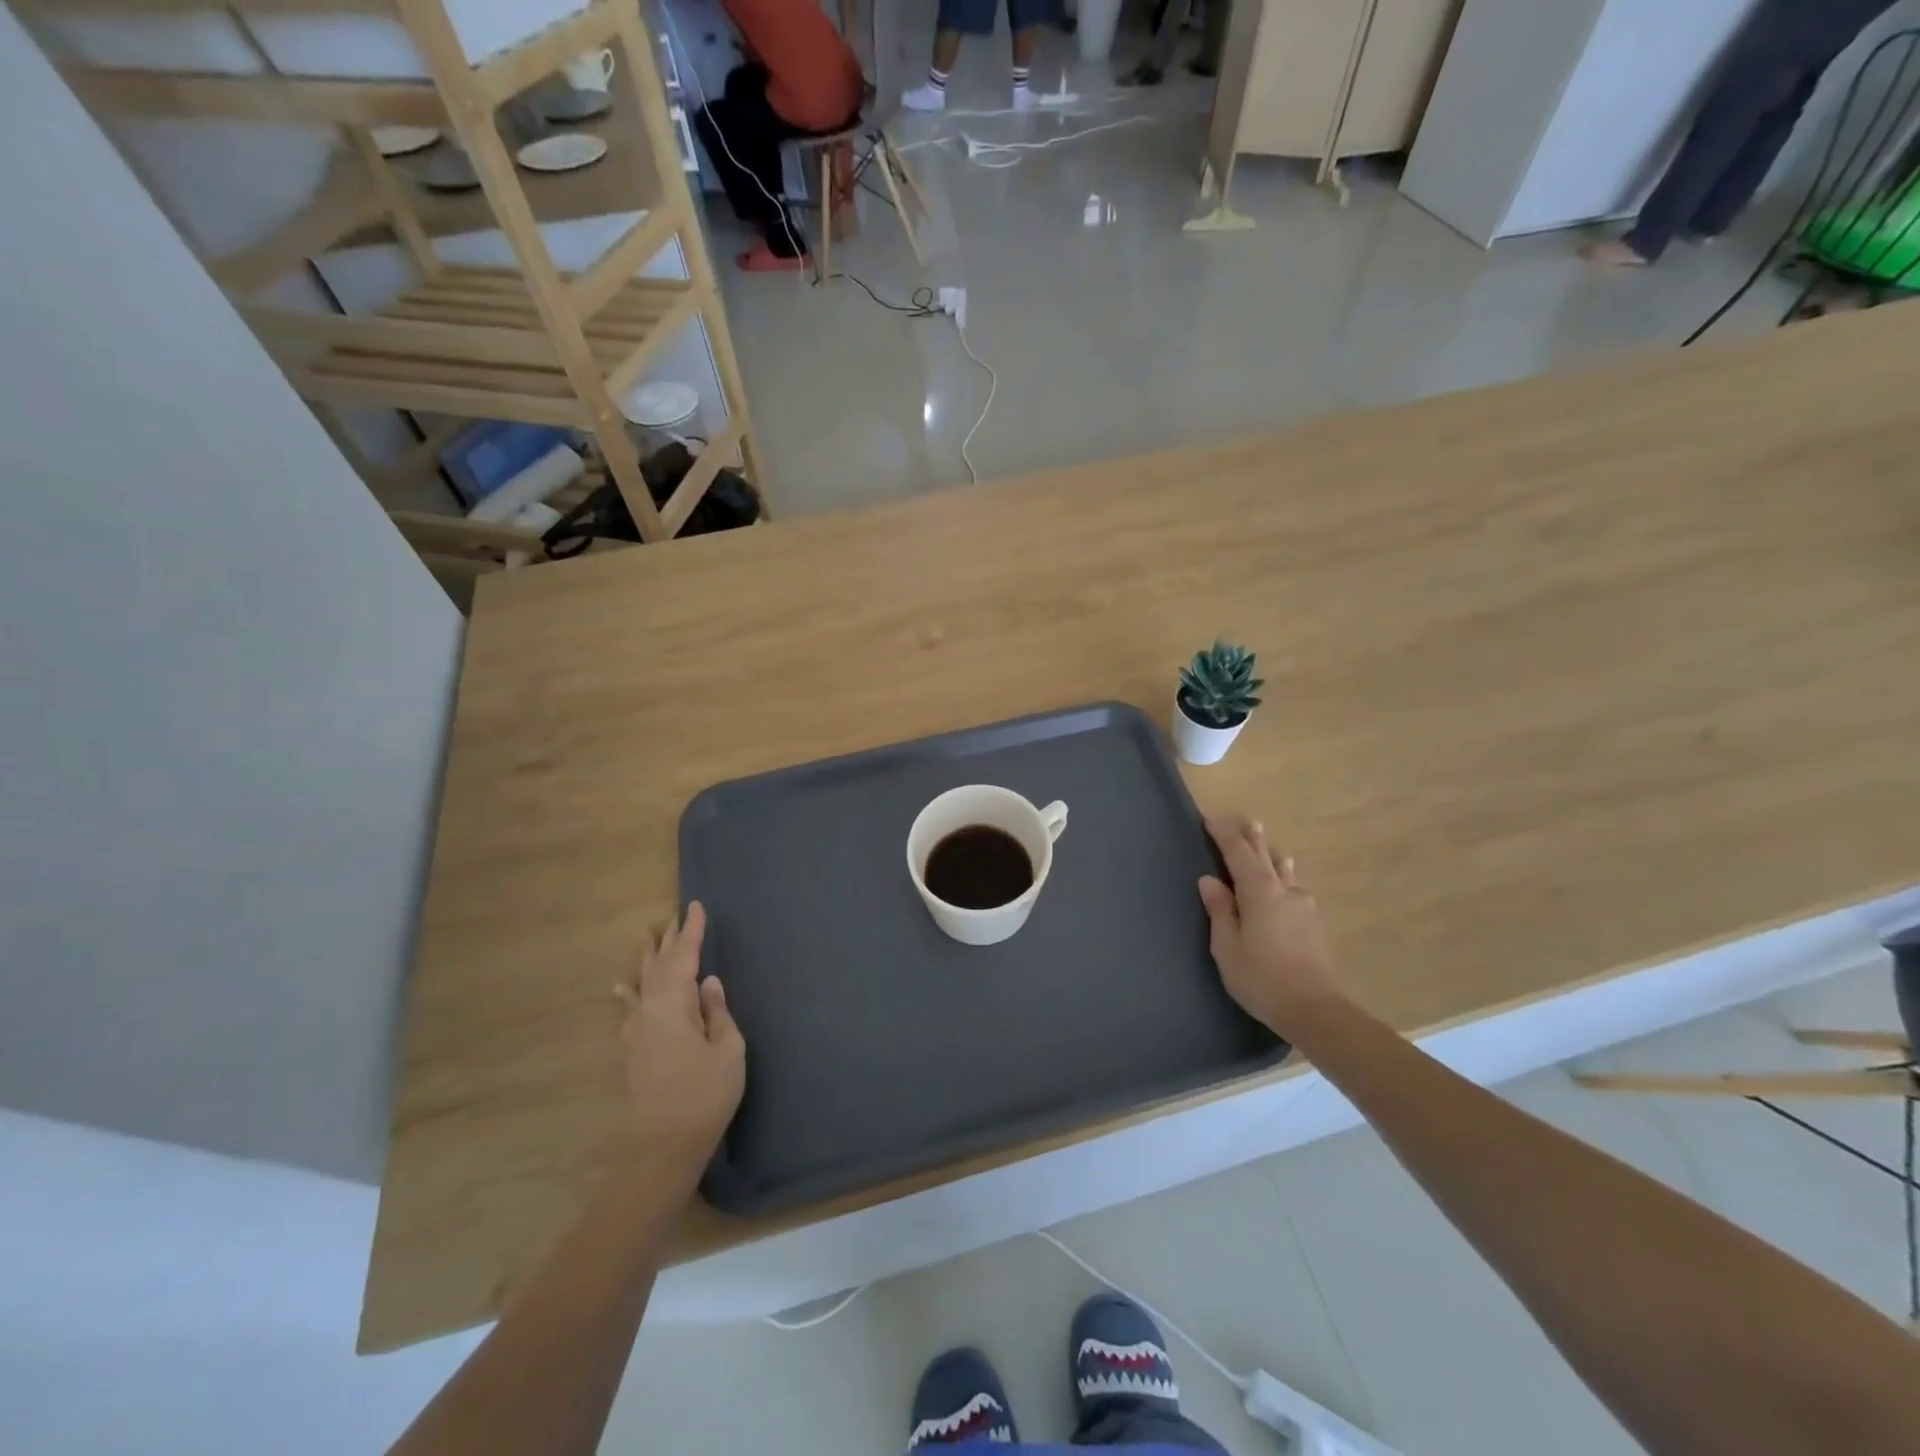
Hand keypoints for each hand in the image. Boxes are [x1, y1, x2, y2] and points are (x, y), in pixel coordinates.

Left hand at [614, 902, 744, 1177]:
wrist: (664, 1146)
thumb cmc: (705, 1094)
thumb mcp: (728, 1049)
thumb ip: (717, 1011)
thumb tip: (707, 982)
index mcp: (674, 1005)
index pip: (684, 957)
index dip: (692, 931)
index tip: (696, 906)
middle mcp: (650, 1010)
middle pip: (659, 965)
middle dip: (669, 940)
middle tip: (675, 916)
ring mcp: (637, 1031)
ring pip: (641, 983)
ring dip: (648, 959)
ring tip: (649, 937)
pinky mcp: (634, 1050)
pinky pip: (631, 1006)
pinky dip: (630, 992)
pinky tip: (622, 988)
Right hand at [1197, 816, 1344, 1033]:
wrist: (1315, 1010)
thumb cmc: (1261, 978)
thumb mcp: (1227, 946)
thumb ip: (1220, 910)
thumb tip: (1210, 880)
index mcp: (1259, 892)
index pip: (1238, 853)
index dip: (1224, 835)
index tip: (1210, 819)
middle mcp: (1284, 890)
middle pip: (1264, 855)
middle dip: (1251, 837)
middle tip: (1244, 819)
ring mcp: (1303, 905)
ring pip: (1283, 869)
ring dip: (1270, 852)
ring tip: (1264, 839)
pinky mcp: (1313, 922)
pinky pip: (1293, 885)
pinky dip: (1282, 873)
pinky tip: (1286, 878)